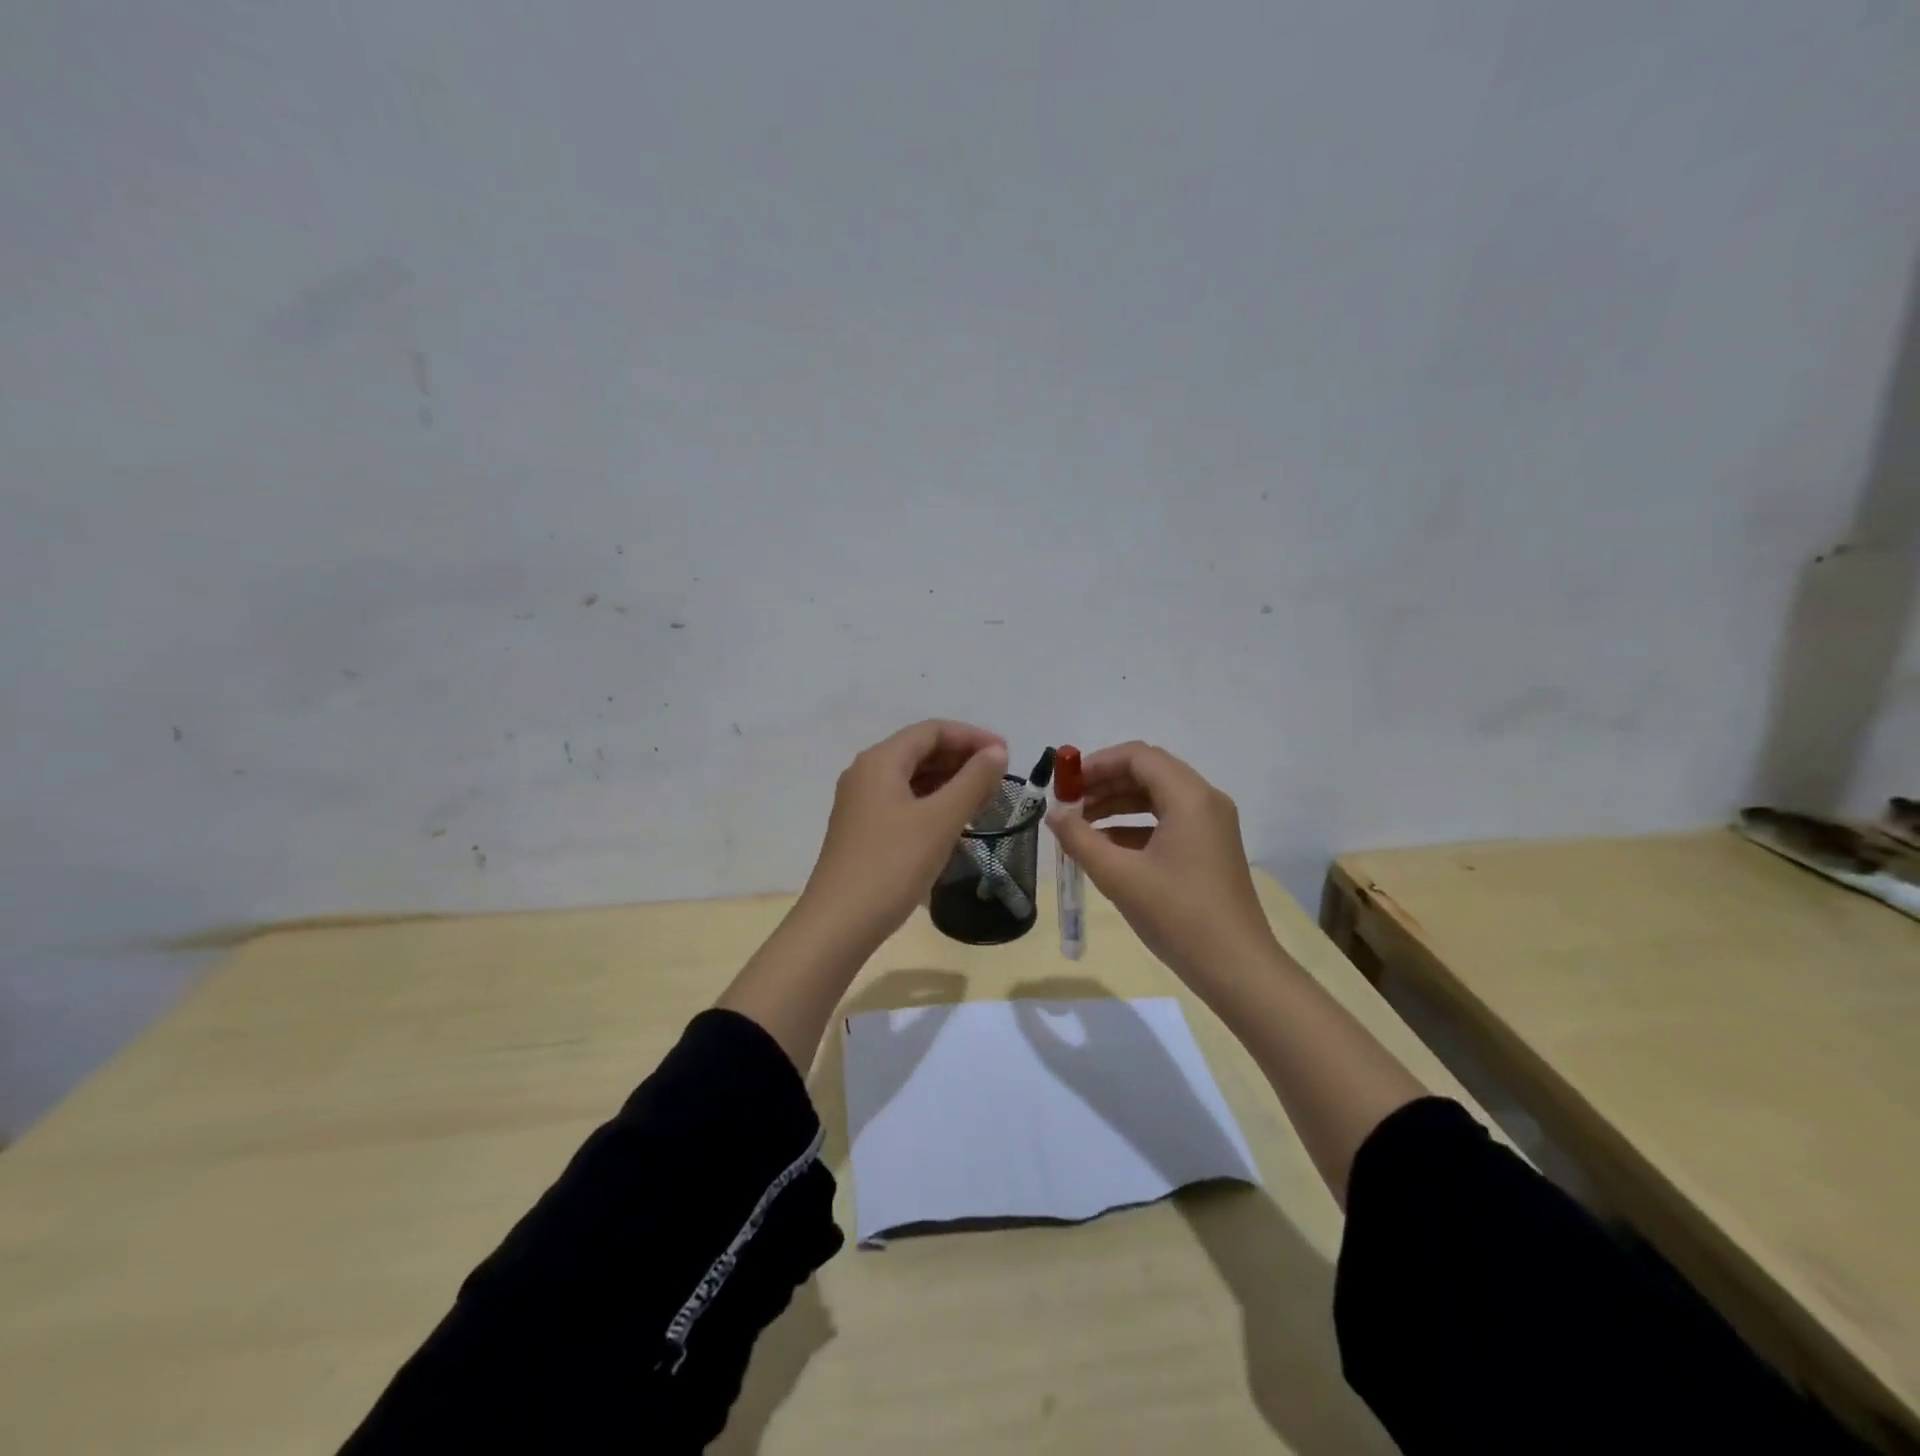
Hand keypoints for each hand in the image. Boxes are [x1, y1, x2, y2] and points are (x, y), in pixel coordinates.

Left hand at [798, 720, 1008, 950]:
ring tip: (984, 799)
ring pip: (912, 778)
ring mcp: (861, 803)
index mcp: (880, 761)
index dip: (972, 737)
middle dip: (962, 759)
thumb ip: (973, 781)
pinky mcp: (863, 830)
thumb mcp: (940, 820)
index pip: (932, 730)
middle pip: (920, 751)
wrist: (840, 924)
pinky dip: (933, 803)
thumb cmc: (892, 865)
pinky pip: (904, 802)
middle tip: (999, 779)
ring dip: (949, 782)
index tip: (1007, 755)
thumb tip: (997, 752)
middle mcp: (866, 773)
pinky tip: (954, 822)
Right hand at [1047, 742, 1272, 987]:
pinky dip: (1134, 826)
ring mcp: (1211, 826)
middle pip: (1148, 772)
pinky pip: (1167, 821)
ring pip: (1157, 797)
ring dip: (1117, 804)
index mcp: (1190, 797)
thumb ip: (1080, 839)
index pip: (1138, 756)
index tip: (1065, 784)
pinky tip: (1105, 847)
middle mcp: (1205, 801)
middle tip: (1068, 804)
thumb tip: (1054, 815)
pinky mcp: (1210, 849)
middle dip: (1105, 783)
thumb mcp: (1119, 876)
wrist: (1237, 968)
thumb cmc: (1178, 916)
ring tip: (1080, 825)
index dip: (1097, 763)